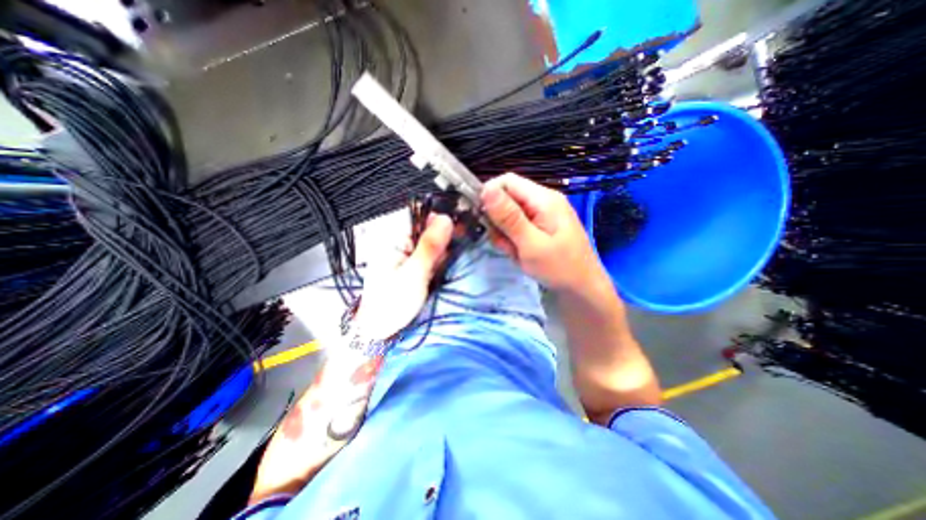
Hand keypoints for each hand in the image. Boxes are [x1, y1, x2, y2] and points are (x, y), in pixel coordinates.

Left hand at [250, 212, 451, 503]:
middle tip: (449, 256)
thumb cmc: (392, 304)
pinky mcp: (408, 263)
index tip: (459, 229)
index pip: (419, 215)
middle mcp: (396, 240)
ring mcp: (402, 252)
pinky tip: (437, 271)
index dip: (441, 219)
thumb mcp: (415, 274)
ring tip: (441, 268)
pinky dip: (437, 260)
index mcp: (391, 238)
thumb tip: (446, 219)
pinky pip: (428, 253)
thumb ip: (430, 246)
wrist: (380, 330)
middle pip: (426, 227)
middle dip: (443, 238)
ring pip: (430, 241)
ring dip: (441, 251)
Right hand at [482, 174, 605, 291]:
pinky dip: (512, 241)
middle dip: (498, 221)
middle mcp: (542, 201)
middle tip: (504, 243)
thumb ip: (509, 217)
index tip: (481, 218)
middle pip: (506, 199)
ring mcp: (541, 215)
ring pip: (508, 216)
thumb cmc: (560, 268)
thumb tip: (486, 188)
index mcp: (543, 198)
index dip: (489, 195)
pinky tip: (521, 254)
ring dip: (505, 234)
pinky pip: (516, 228)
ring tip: (515, 252)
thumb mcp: (531, 244)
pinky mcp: (539, 227)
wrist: (582, 289)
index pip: (507, 181)